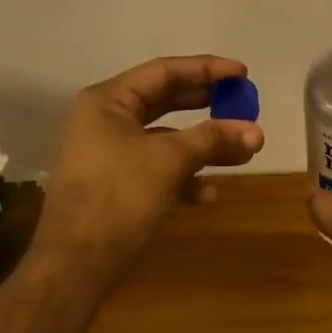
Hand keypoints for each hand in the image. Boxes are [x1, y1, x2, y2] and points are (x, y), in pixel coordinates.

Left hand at [32, 56, 263, 282]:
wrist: (75, 262)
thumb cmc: (118, 196)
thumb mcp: (169, 160)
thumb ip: (213, 139)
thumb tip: (256, 131)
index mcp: (108, 101)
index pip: (164, 71)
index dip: (206, 70)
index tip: (243, 73)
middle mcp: (106, 120)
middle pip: (166, 101)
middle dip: (208, 106)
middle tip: (244, 104)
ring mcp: (110, 153)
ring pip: (166, 138)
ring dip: (204, 145)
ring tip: (243, 152)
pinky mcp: (117, 183)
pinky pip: (157, 168)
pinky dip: (184, 176)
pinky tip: (208, 195)